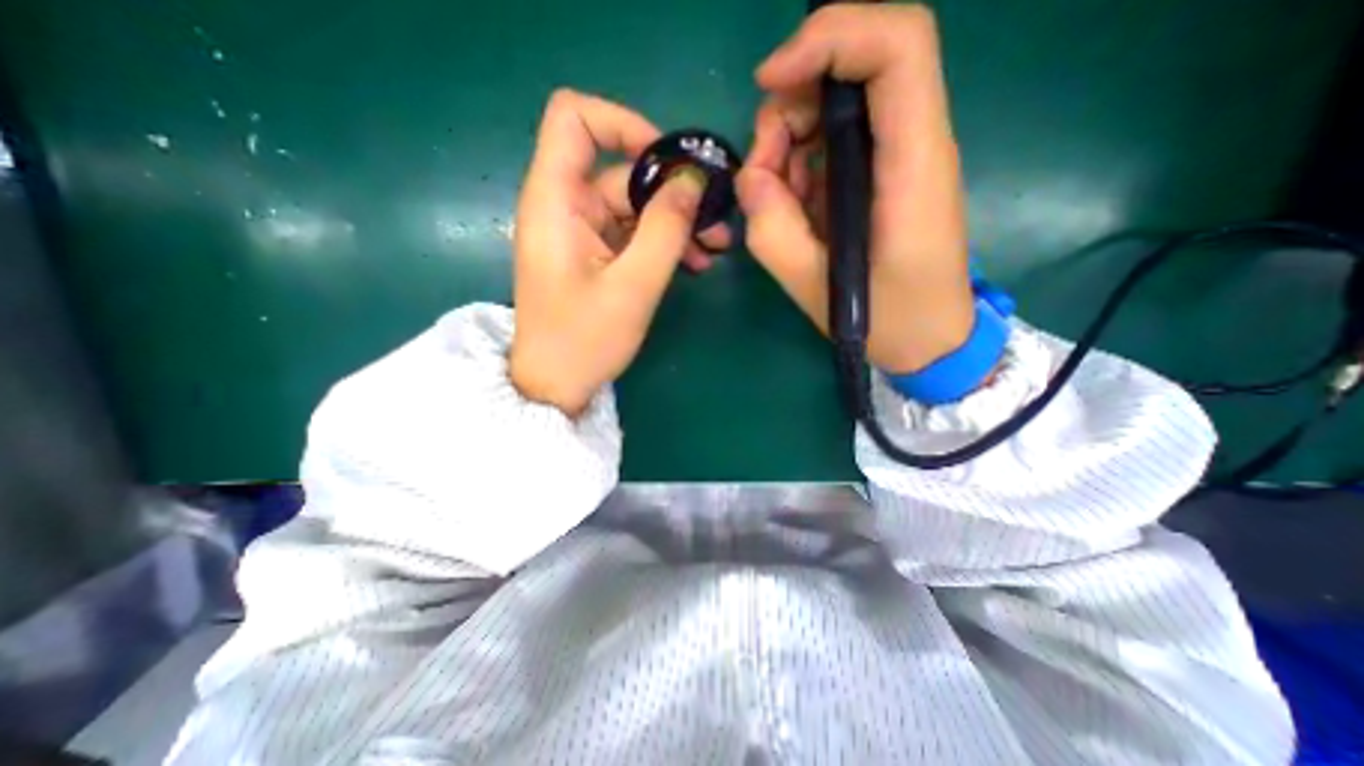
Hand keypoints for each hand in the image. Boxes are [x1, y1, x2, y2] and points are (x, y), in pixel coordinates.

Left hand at [506, 91, 729, 419]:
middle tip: (717, 221)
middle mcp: (564, 206)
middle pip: (621, 172)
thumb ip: (665, 228)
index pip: (575, 119)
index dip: (623, 124)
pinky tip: (694, 262)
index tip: (670, 161)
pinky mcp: (593, 255)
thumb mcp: (633, 286)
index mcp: (555, 201)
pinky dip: (662, 243)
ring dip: (675, 223)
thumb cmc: (584, 341)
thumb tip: (693, 179)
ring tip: (715, 249)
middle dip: (673, 192)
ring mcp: (580, 232)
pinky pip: (631, 234)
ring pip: (634, 207)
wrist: (556, 385)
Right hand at [741, 4, 975, 374]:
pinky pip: (833, 144)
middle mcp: (913, 145)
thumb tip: (751, 177)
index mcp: (911, 165)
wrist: (931, 340)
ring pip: (836, 106)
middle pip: (855, 67)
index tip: (770, 81)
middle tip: (764, 173)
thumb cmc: (889, 321)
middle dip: (791, 106)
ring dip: (789, 141)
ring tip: (776, 201)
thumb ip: (772, 231)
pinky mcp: (882, 176)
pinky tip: (793, 207)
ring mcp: (897, 159)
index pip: (896, 46)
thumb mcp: (816, 287)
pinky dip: (800, 164)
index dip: (830, 39)